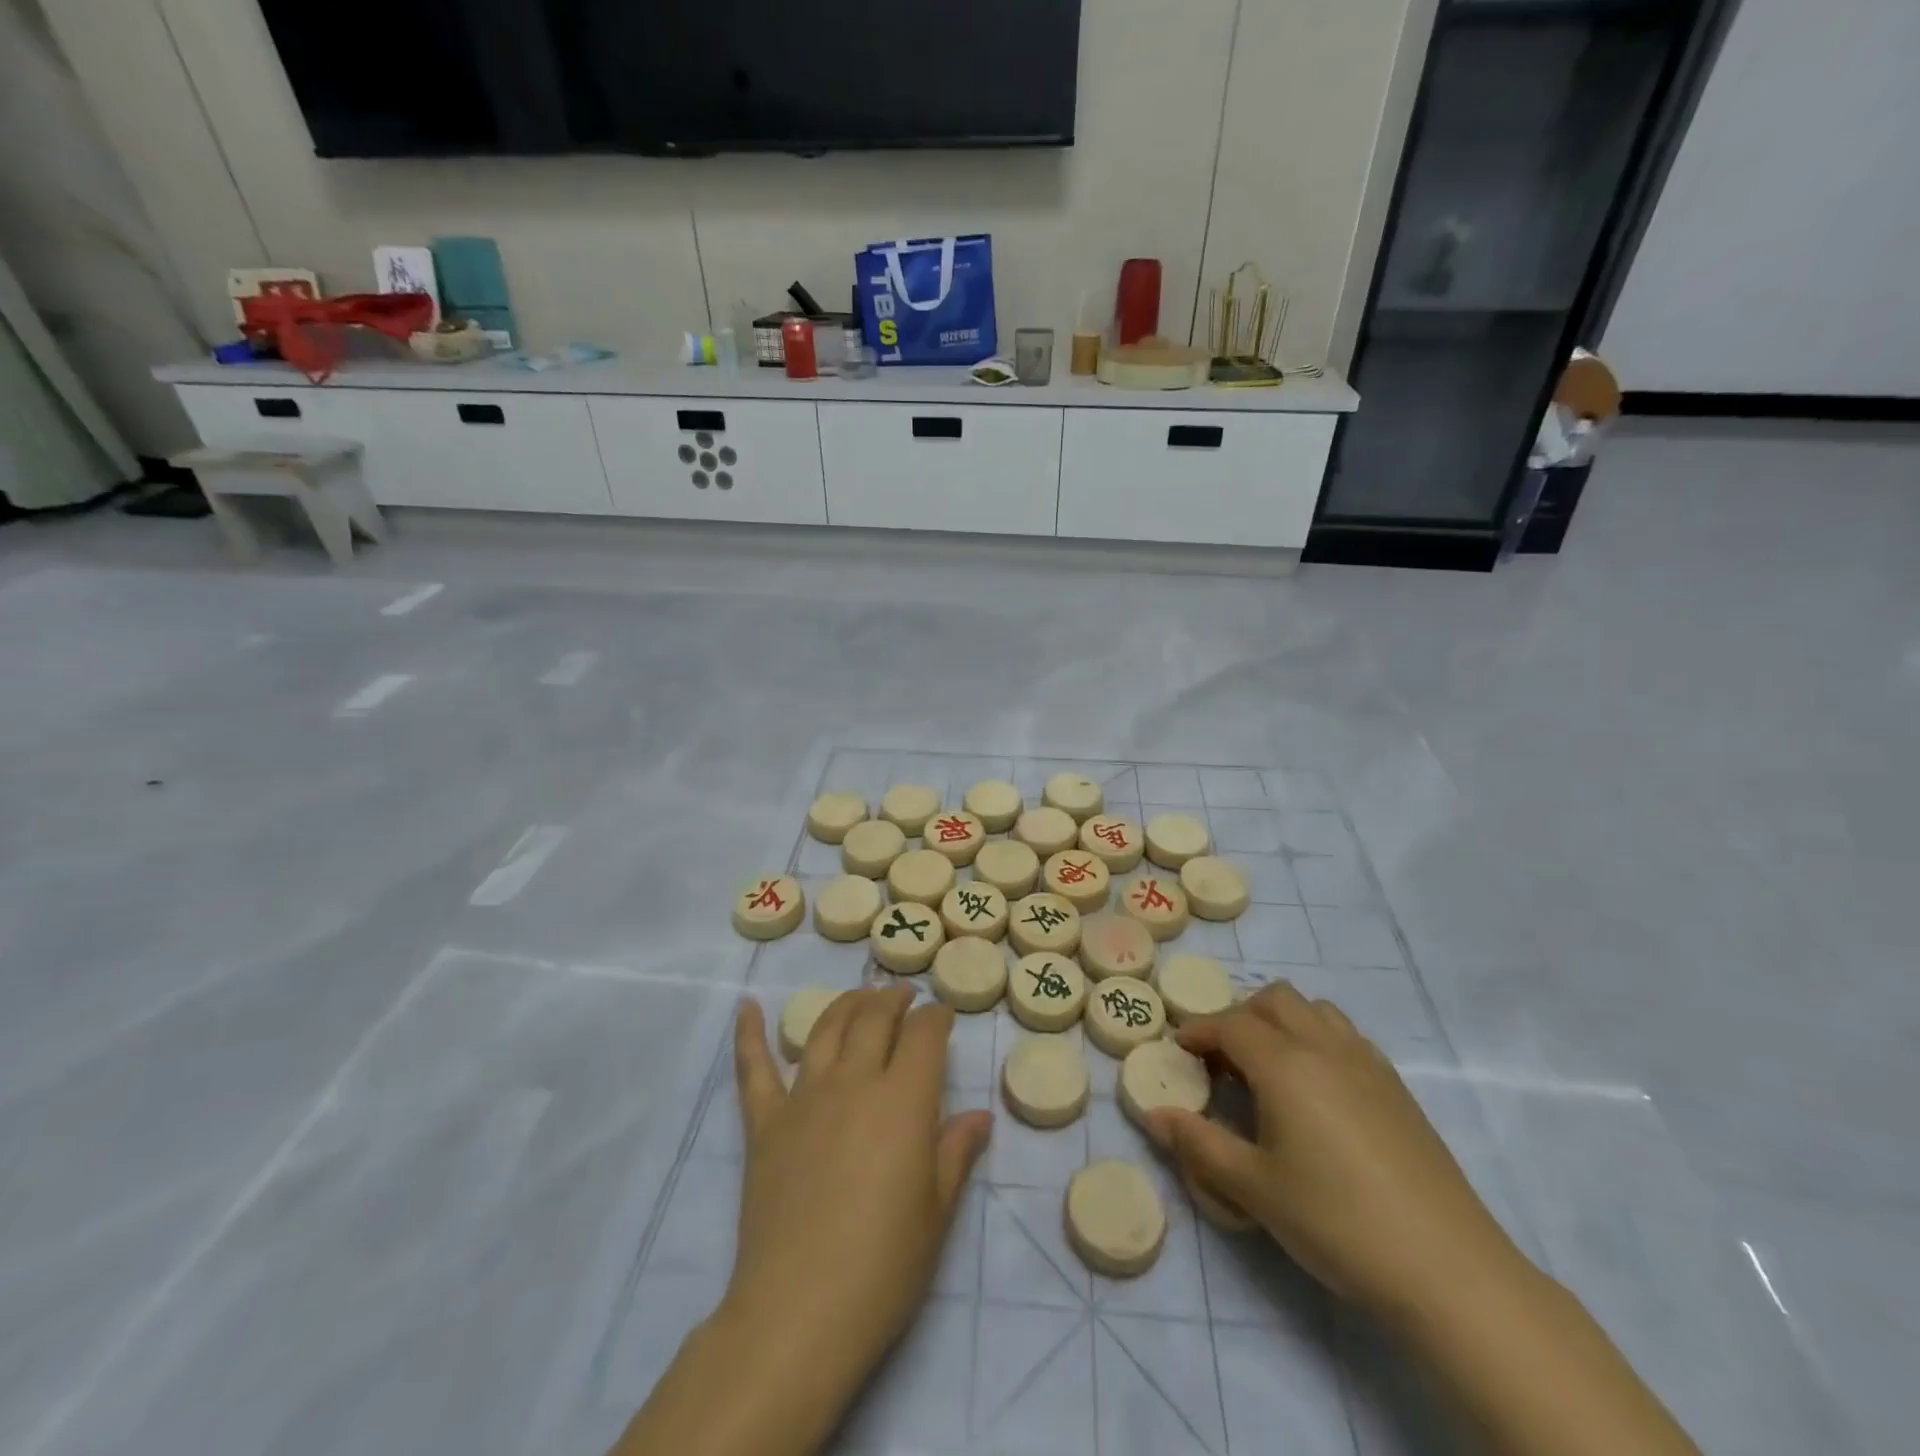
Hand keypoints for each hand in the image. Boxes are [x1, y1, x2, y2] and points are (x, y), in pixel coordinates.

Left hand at [722, 987, 992, 1392]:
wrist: (798, 1312)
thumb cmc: (883, 1268)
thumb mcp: (936, 1213)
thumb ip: (956, 1153)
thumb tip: (979, 1116)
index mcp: (902, 1100)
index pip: (923, 1035)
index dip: (936, 1018)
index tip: (942, 1015)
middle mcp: (853, 1082)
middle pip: (873, 1018)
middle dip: (892, 999)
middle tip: (903, 995)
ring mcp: (804, 1099)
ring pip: (825, 1029)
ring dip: (845, 1004)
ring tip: (859, 997)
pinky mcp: (765, 1124)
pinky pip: (754, 1069)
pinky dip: (749, 1034)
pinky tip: (747, 1008)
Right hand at [1146, 982, 1520, 1325]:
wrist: (1448, 1269)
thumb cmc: (1336, 1222)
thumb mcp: (1253, 1189)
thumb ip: (1198, 1144)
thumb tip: (1152, 1115)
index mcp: (1285, 1064)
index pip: (1230, 1024)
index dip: (1199, 1031)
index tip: (1180, 1050)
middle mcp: (1324, 1048)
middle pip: (1275, 1000)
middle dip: (1240, 1016)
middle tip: (1223, 1059)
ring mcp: (1367, 1063)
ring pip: (1315, 1010)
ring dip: (1282, 1022)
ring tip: (1269, 1068)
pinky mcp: (1397, 1087)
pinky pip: (1346, 1036)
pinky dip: (1317, 1039)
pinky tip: (1317, 1091)